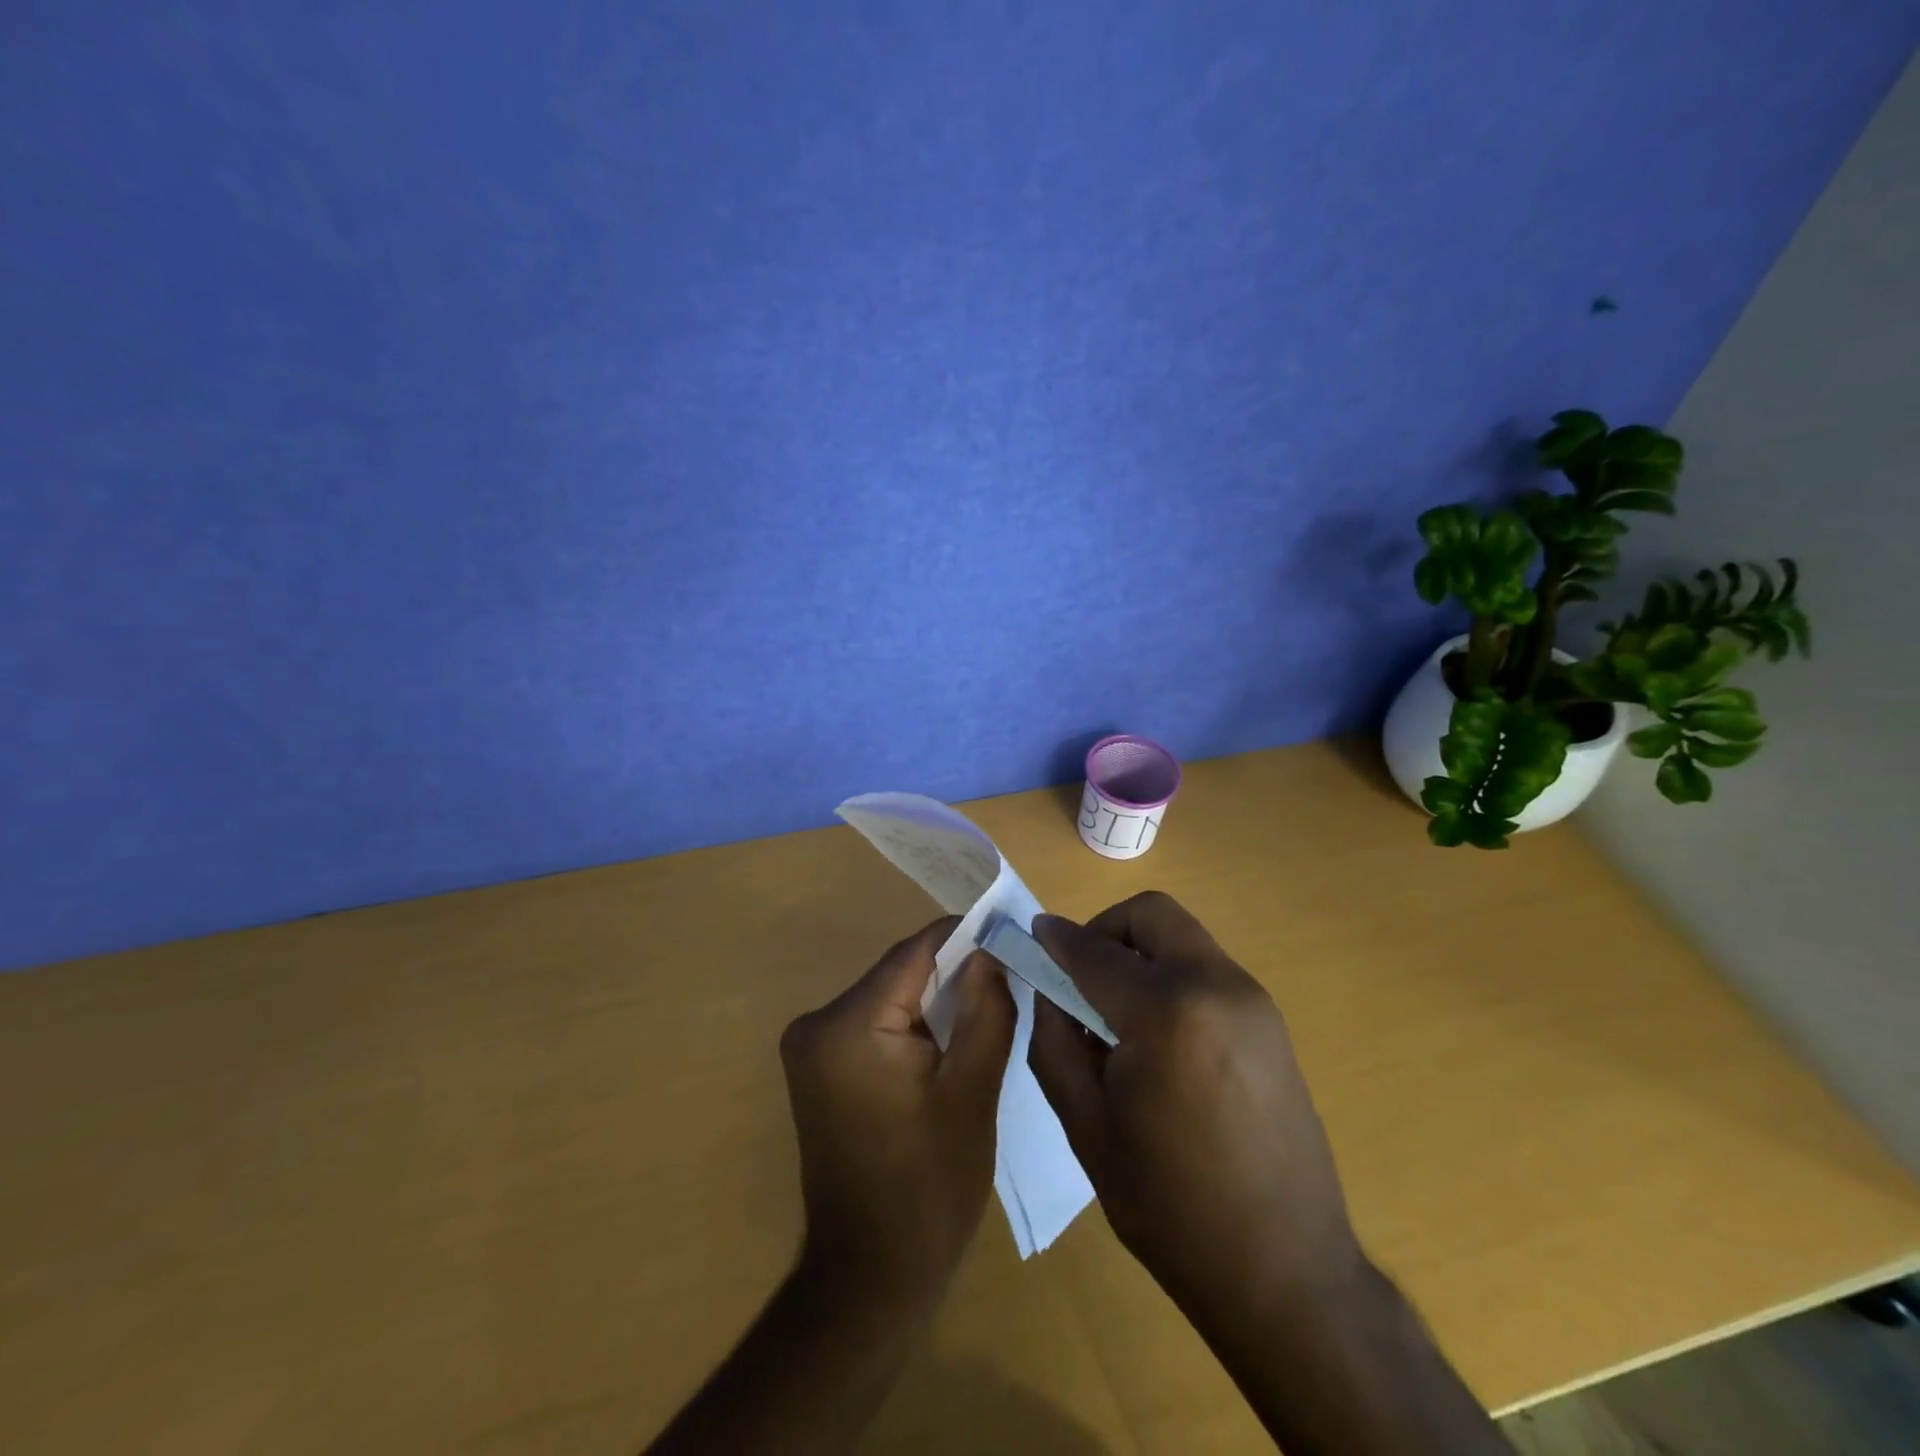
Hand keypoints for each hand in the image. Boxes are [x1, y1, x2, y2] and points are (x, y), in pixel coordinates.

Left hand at [779, 918, 1015, 1315]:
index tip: (1008, 933)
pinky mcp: (818, 1068)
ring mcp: (810, 1047)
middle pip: (900, 973)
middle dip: (953, 972)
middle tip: (1007, 977)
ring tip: (988, 1007)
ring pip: (889, 997)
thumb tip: (991, 952)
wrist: (870, 1276)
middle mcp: (817, 1023)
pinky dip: (913, 1025)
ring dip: (935, 1000)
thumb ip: (986, 1009)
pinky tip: (949, 1042)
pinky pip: (875, 1024)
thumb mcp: (973, 1092)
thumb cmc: (930, 1187)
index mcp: (848, 1025)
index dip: (964, 936)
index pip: (914, 952)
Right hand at [1027, 892, 1361, 1315]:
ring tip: (1117, 1013)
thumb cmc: (1170, 1207)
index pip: (1095, 951)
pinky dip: (1170, 976)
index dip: (1056, 939)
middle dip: (1105, 930)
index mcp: (1166, 1013)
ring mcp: (1252, 1000)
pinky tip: (1159, 1036)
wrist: (1287, 1273)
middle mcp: (1217, 986)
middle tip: (1080, 975)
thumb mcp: (1087, 1126)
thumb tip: (1048, 988)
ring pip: (1181, 938)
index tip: (1032, 936)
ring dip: (1140, 953)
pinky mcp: (1270, 1021)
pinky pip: (1206, 969)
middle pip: (1151, 915)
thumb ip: (1055, 1041)